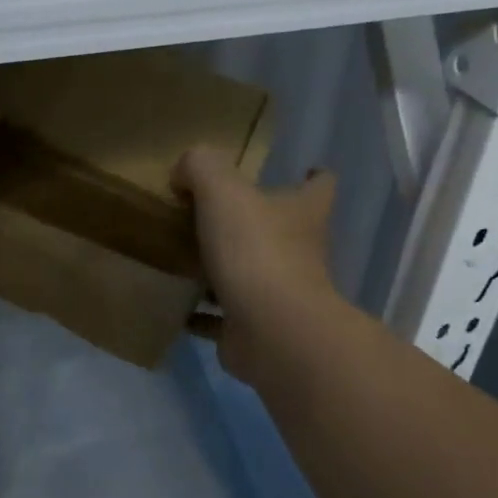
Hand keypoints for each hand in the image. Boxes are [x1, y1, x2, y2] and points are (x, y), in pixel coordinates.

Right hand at [173, 146, 340, 379]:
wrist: (272, 330)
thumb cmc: (257, 250)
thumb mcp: (222, 189)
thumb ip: (201, 167)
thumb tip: (182, 176)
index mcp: (302, 213)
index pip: (320, 187)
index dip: (313, 178)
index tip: (301, 172)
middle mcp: (301, 253)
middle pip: (285, 231)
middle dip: (257, 223)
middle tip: (215, 215)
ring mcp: (281, 295)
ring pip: (253, 275)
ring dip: (227, 269)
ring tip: (186, 258)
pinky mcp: (257, 329)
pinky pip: (224, 317)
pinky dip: (204, 313)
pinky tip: (177, 306)